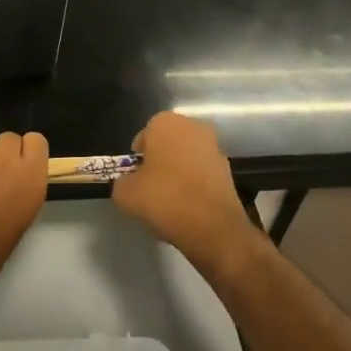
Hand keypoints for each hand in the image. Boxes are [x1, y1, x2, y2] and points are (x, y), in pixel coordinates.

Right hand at [113, 113, 257, 274]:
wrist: (213, 227)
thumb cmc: (164, 199)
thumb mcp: (125, 193)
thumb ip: (122, 181)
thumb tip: (130, 182)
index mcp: (166, 123)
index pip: (144, 136)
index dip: (138, 159)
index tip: (136, 178)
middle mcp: (193, 127)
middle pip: (167, 144)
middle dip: (159, 162)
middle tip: (150, 188)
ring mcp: (214, 147)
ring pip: (186, 158)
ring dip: (178, 173)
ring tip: (170, 201)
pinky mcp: (228, 170)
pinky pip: (202, 173)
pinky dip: (194, 185)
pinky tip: (188, 207)